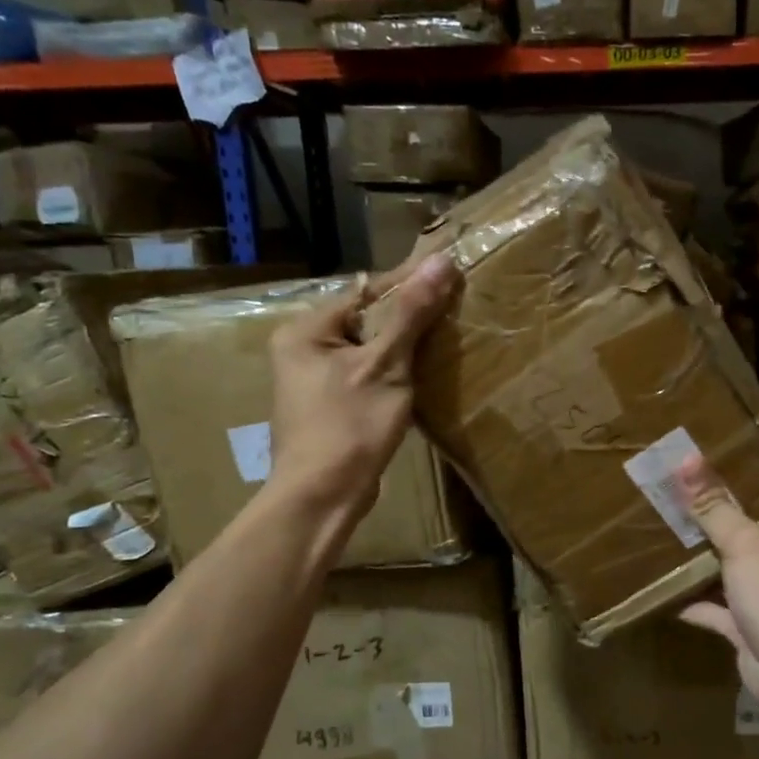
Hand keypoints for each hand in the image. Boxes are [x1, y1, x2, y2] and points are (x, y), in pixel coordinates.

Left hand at [265, 254, 456, 509]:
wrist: (323, 496)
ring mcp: (315, 379)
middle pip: (367, 319)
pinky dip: (395, 371)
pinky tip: (423, 373)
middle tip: (455, 308)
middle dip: (409, 316)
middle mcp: (304, 348)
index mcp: (307, 330)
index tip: (451, 275)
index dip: (410, 284)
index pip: (367, 292)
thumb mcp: (386, 365)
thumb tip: (441, 261)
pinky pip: (368, 374)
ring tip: (446, 337)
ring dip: (405, 345)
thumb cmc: (350, 426)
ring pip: (370, 348)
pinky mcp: (331, 405)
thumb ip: (411, 313)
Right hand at [674, 455, 758, 716]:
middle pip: (748, 538)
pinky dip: (699, 607)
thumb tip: (684, 457)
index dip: (740, 487)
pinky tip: (671, 599)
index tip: (703, 472)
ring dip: (708, 566)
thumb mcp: (744, 542)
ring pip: (734, 575)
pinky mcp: (751, 633)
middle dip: (716, 526)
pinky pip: (720, 613)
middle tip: (675, 503)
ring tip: (670, 543)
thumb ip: (714, 505)